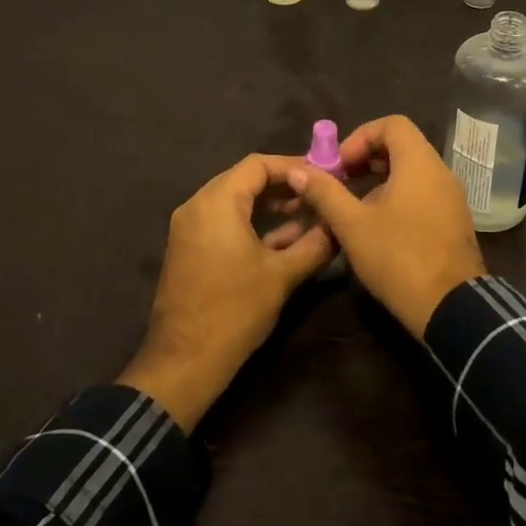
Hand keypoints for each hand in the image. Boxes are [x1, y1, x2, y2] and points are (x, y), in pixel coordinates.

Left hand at [119, 154, 333, 429]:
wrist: (185, 361)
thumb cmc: (235, 310)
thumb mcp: (283, 275)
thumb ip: (316, 243)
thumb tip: (340, 225)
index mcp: (217, 202)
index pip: (258, 165)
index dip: (293, 165)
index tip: (323, 174)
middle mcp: (197, 206)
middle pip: (244, 179)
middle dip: (283, 184)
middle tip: (318, 191)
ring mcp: (189, 228)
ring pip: (234, 201)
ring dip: (269, 204)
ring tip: (306, 212)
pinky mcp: (189, 249)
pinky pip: (223, 221)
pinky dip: (251, 222)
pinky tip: (284, 237)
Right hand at [287, 115, 484, 337]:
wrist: (451, 307)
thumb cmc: (399, 257)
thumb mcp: (352, 225)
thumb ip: (325, 193)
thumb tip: (298, 170)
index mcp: (420, 163)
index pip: (392, 124)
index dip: (360, 136)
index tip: (339, 165)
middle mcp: (441, 172)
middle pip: (402, 146)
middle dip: (366, 158)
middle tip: (339, 182)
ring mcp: (451, 197)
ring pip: (412, 172)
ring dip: (380, 180)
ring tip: (353, 208)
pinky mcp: (454, 221)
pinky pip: (423, 193)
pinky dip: (398, 197)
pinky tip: (378, 227)